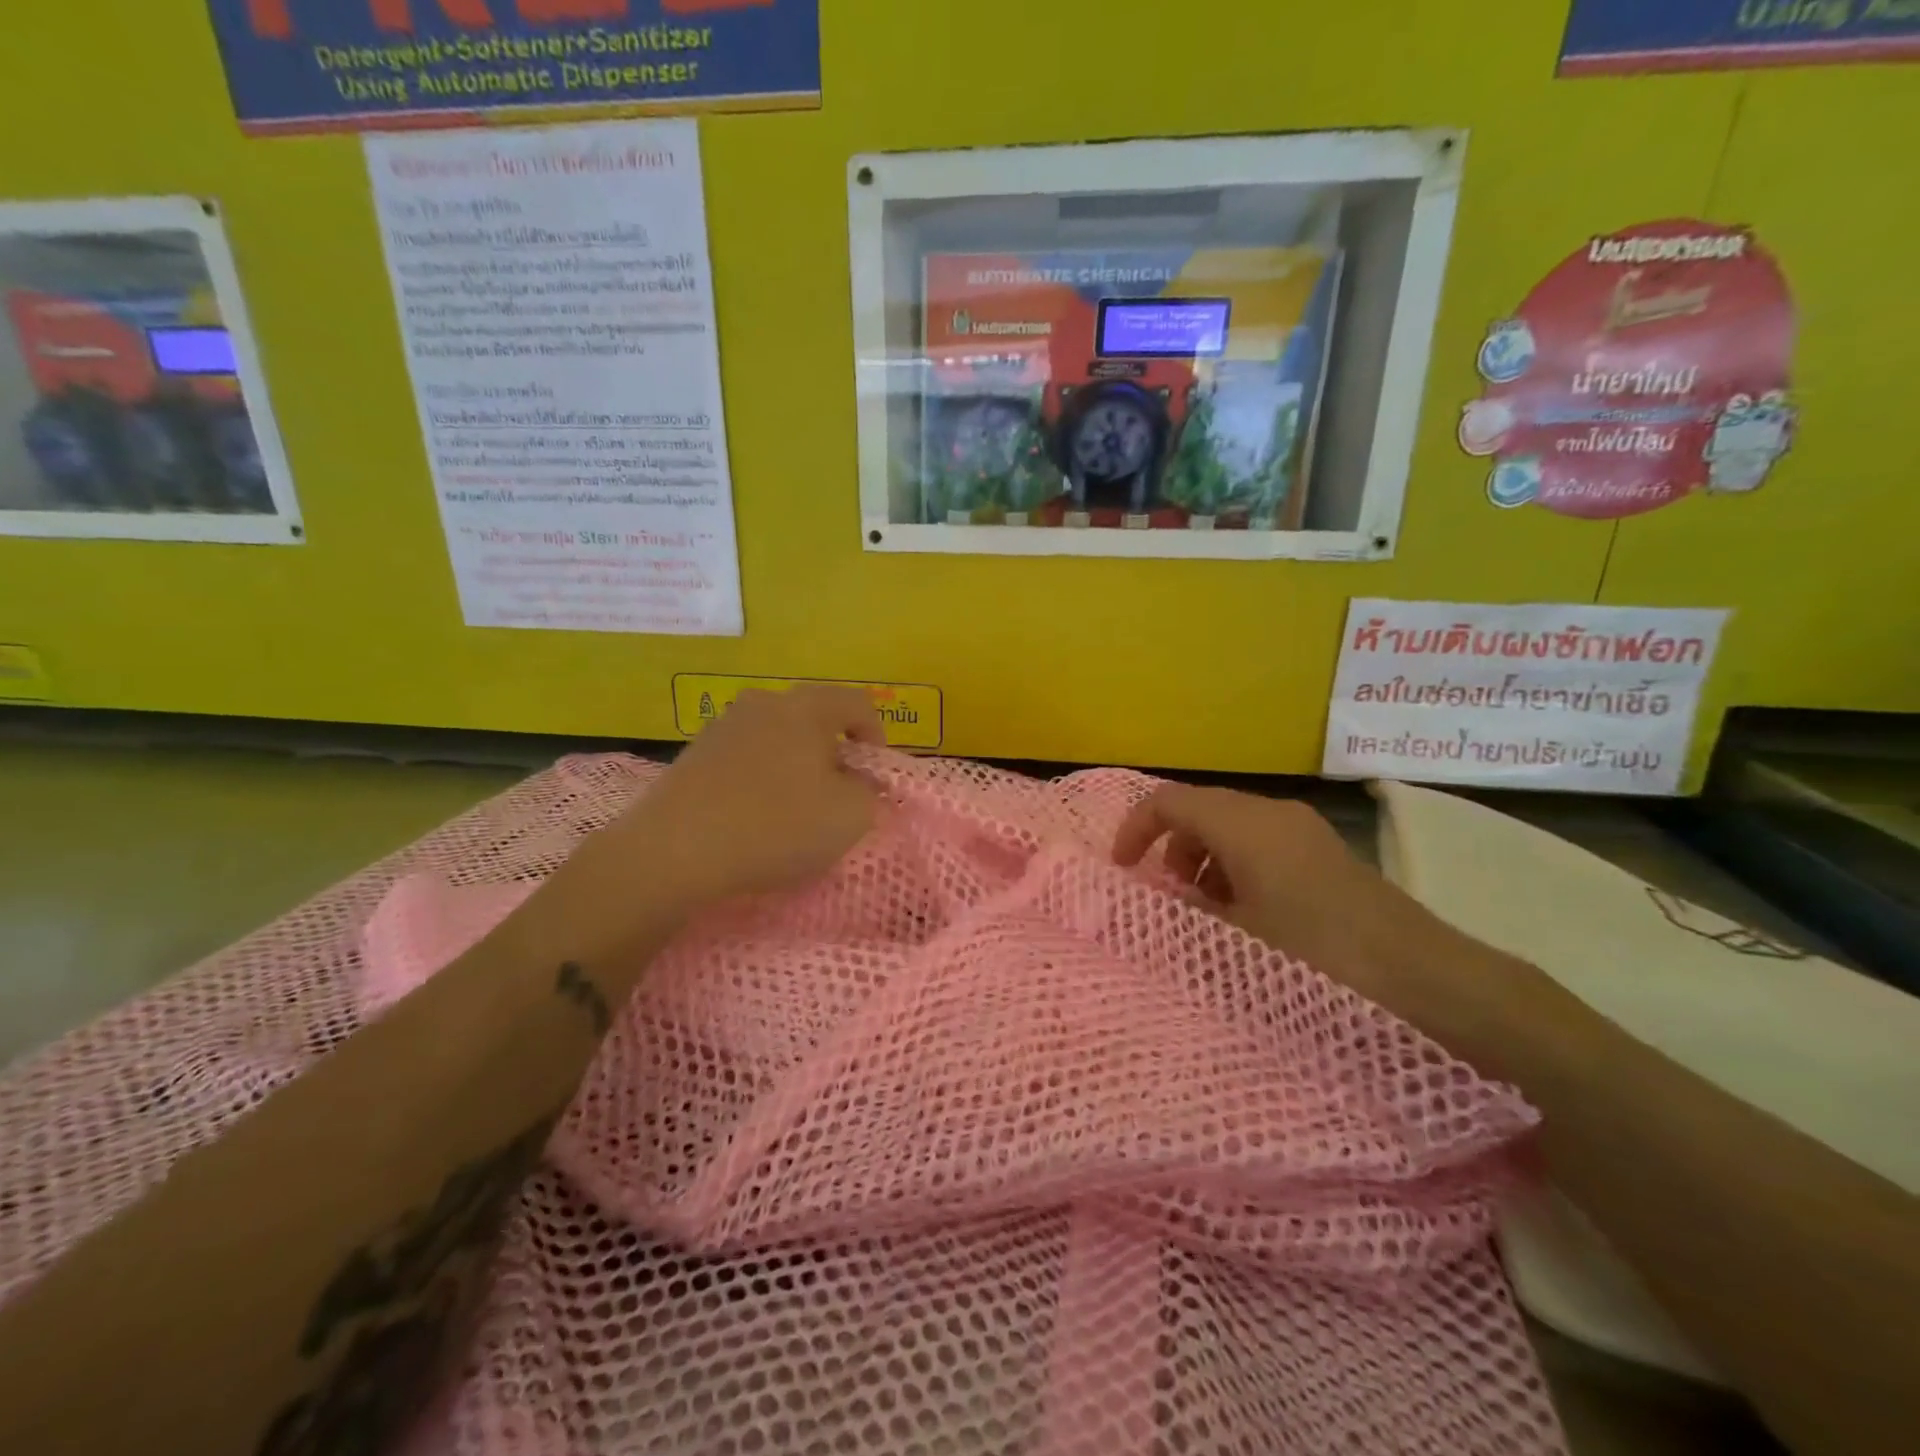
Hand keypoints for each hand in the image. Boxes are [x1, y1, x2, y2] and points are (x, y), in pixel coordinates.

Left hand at [591, 686, 882, 915]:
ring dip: (795, 766)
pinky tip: (754, 817)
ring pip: (778, 738)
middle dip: (834, 754)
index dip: (876, 736)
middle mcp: (765, 703)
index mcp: (808, 708)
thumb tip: (859, 781)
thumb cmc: (777, 826)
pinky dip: (761, 779)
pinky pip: (746, 758)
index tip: (873, 776)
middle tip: (837, 795)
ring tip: (794, 810)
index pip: (858, 703)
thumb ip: (869, 792)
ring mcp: (724, 726)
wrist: (675, 850)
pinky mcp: (695, 754)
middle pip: (815, 719)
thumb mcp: (851, 817)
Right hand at [1112, 785, 1458, 1024]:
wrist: (1426, 981)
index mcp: (1244, 823)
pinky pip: (1262, 845)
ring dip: (1203, 860)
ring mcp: (1304, 832)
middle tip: (1166, 897)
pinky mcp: (1325, 855)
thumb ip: (1181, 916)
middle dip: (1170, 847)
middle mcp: (1272, 813)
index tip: (1122, 870)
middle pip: (1201, 810)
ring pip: (1232, 828)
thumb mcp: (1234, 941)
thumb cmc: (1316, 956)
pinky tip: (1247, 916)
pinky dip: (1236, 868)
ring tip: (1205, 912)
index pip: (1168, 800)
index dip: (1135, 828)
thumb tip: (1150, 904)